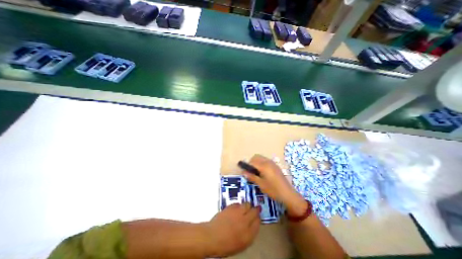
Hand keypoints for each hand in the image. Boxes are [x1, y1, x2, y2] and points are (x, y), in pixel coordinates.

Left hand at [203, 204, 259, 256]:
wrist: (213, 237)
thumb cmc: (226, 244)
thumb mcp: (241, 244)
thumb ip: (249, 233)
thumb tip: (253, 224)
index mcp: (248, 235)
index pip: (258, 222)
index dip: (258, 218)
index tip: (257, 217)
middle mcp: (245, 222)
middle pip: (254, 211)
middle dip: (256, 209)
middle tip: (256, 208)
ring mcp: (238, 213)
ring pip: (247, 204)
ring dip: (248, 206)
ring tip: (246, 207)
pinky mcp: (231, 207)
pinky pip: (238, 203)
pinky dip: (239, 205)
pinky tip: (237, 208)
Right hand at [243, 155, 305, 216]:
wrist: (288, 194)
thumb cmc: (273, 190)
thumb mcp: (261, 184)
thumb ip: (251, 176)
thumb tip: (243, 172)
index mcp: (264, 165)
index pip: (252, 161)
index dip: (246, 165)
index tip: (244, 172)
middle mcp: (268, 161)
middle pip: (256, 157)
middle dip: (251, 162)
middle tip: (251, 172)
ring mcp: (272, 163)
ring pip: (261, 158)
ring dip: (256, 162)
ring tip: (256, 173)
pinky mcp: (275, 165)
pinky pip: (265, 160)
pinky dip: (261, 163)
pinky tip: (263, 173)